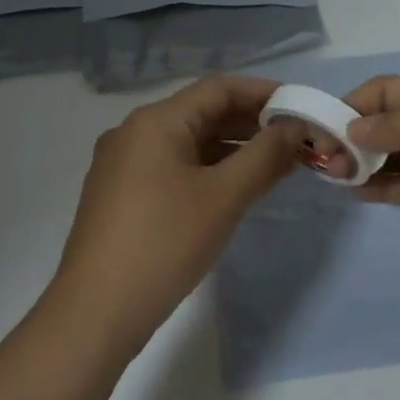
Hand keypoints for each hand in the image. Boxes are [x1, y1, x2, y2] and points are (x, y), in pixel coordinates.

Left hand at [47, 75, 300, 355]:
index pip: (218, 88)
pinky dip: (207, 170)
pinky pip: (172, 167)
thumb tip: (294, 127)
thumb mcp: (224, 197)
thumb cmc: (164, 243)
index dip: (264, 93)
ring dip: (232, 150)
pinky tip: (234, 190)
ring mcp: (122, 165)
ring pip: (187, 143)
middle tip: (296, 142)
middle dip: (251, 125)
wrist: (96, 311)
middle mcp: (133, 132)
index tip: (302, 109)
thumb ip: (264, 156)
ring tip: (275, 167)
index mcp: (155, 121)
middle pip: (202, 113)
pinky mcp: (120, 196)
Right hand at [344, 77, 399, 325]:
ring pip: (391, 153)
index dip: (355, 102)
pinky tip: (352, 193)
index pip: (391, 89)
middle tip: (324, 162)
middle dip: (352, 131)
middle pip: (387, 119)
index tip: (322, 130)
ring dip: (360, 160)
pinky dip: (376, 186)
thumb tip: (354, 127)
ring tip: (332, 178)